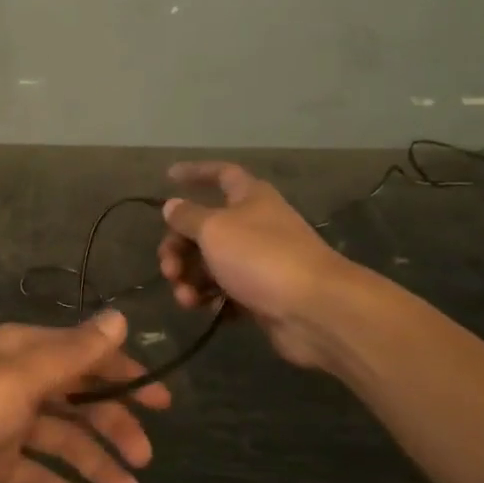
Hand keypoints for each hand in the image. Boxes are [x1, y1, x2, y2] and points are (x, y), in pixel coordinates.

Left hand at [0, 310, 171, 482]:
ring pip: (64, 440)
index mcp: (24, 352)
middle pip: (78, 400)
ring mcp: (6, 423)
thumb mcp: (21, 377)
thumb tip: (120, 318)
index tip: (163, 402)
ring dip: (97, 464)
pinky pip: (40, 474)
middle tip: (146, 457)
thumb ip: (73, 353)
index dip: (125, 375)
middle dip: (114, 425)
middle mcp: (19, 381)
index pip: (85, 356)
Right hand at [156, 161, 352, 369]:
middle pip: (205, 228)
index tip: (169, 176)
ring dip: (190, 278)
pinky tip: (203, 308)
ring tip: (185, 297)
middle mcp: (255, 225)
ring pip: (211, 263)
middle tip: (168, 268)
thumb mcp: (214, 229)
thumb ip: (188, 217)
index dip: (196, 172)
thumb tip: (172, 205)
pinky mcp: (261, 295)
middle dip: (179, 247)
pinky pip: (225, 292)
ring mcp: (259, 262)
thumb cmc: (261, 256)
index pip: (221, 174)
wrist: (315, 310)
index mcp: (250, 198)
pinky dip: (210, 298)